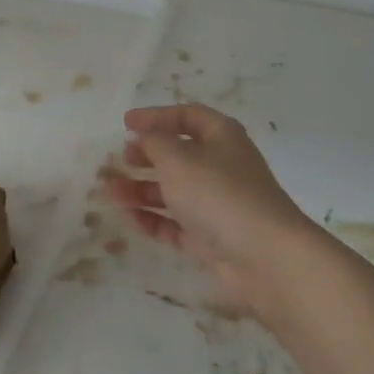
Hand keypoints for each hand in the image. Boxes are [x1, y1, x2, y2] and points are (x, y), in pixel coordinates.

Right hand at [105, 103, 312, 322]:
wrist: (264, 257)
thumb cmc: (219, 194)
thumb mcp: (178, 158)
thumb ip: (154, 142)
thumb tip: (144, 136)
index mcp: (221, 137)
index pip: (188, 116)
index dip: (157, 116)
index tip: (126, 123)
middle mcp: (221, 167)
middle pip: (179, 155)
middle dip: (147, 156)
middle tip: (120, 159)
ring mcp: (217, 205)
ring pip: (174, 192)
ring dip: (141, 190)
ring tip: (109, 192)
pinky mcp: (210, 238)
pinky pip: (175, 224)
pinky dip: (152, 219)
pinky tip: (128, 217)